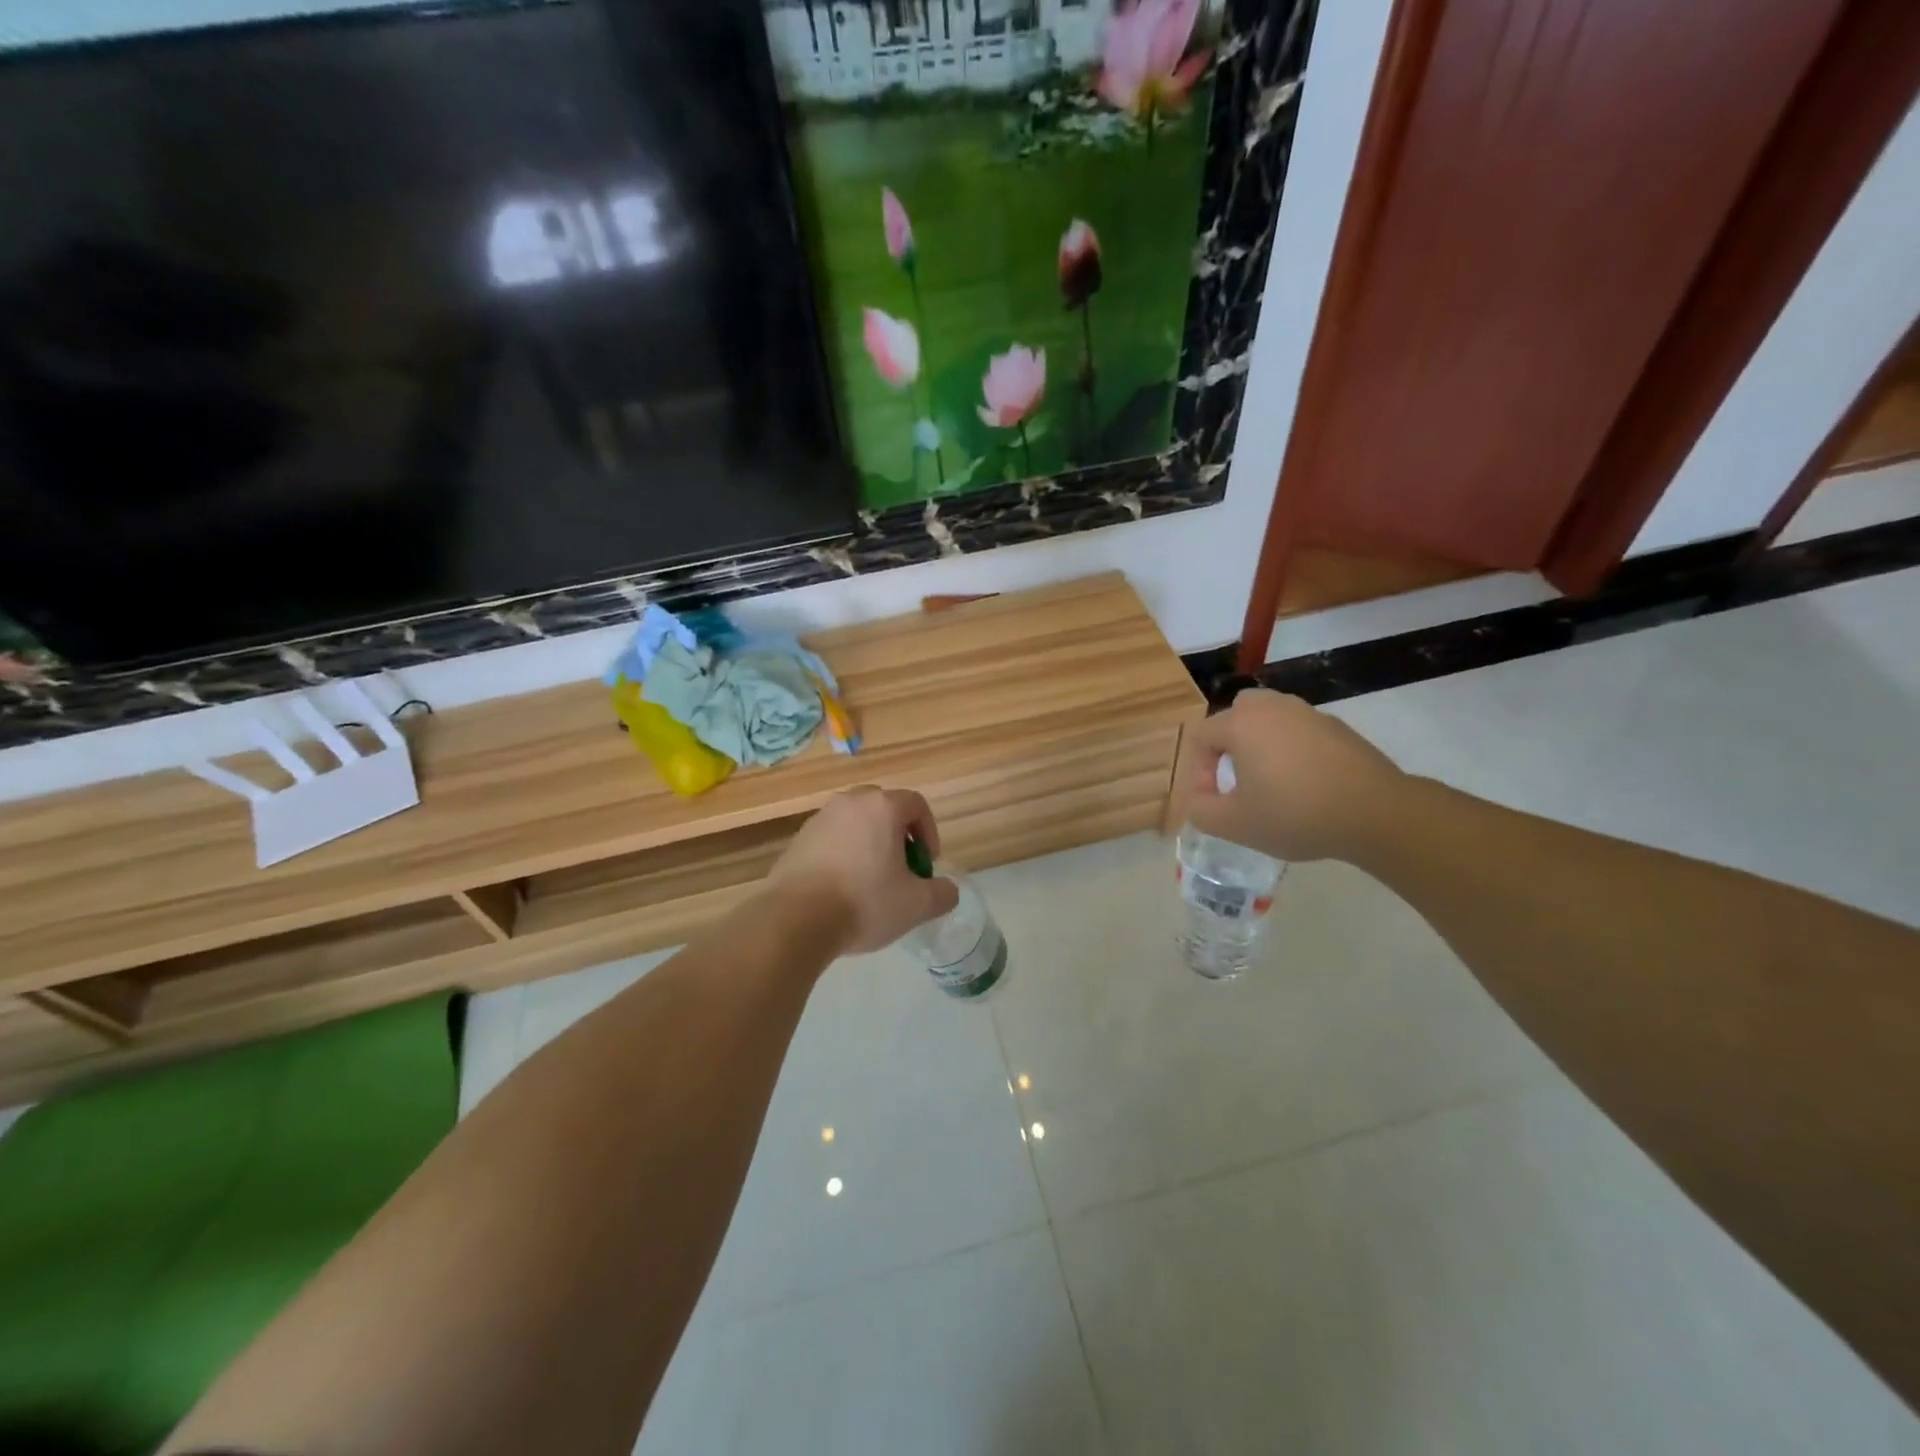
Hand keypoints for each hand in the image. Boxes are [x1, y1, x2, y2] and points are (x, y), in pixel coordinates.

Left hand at [768, 786, 961, 954]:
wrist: (795, 920)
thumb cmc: (864, 903)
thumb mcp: (916, 905)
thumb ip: (941, 893)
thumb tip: (948, 890)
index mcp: (881, 807)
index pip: (916, 804)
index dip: (929, 832)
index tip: (927, 864)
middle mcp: (849, 803)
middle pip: (883, 809)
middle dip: (898, 836)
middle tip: (902, 869)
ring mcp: (819, 819)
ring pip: (855, 823)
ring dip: (869, 845)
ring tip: (871, 882)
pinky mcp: (797, 840)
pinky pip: (831, 839)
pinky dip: (843, 855)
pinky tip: (842, 889)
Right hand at [1182, 689, 1405, 861]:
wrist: (1376, 813)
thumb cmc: (1295, 814)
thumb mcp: (1234, 824)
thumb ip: (1201, 810)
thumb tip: (1199, 799)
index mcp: (1242, 723)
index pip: (1201, 736)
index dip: (1198, 771)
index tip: (1214, 801)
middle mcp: (1273, 707)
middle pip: (1236, 715)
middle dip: (1227, 746)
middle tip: (1236, 780)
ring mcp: (1309, 713)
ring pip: (1270, 720)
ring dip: (1260, 746)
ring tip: (1270, 783)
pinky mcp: (1338, 727)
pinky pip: (1299, 731)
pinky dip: (1292, 750)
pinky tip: (1305, 784)